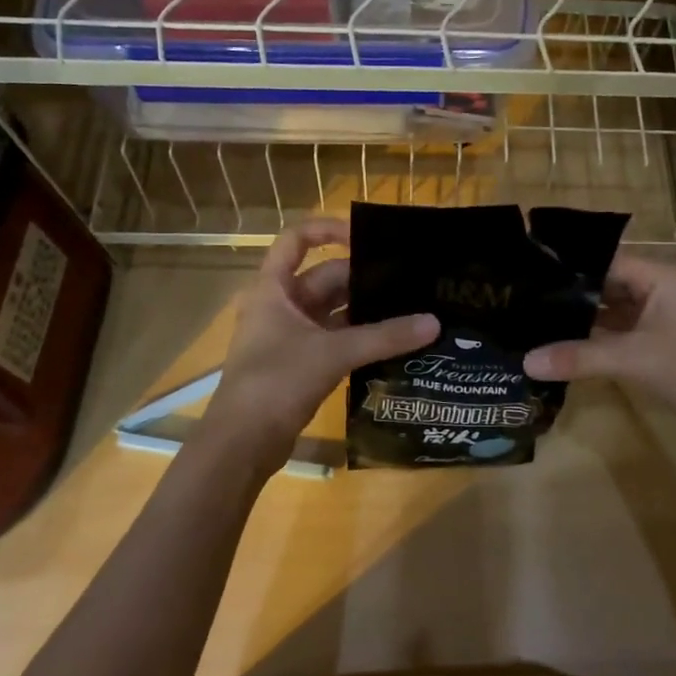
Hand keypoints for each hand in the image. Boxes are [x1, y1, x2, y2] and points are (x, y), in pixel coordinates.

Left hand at [205, 218, 436, 477]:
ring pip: (333, 312)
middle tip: (409, 281)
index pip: (297, 240)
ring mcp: (289, 337)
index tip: (367, 239)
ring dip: (365, 312)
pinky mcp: (300, 365)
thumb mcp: (332, 354)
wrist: (241, 445)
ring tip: (409, 308)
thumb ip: (384, 337)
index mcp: (274, 289)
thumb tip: (433, 322)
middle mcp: (280, 306)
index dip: (329, 230)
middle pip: (324, 278)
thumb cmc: (276, 383)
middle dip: (363, 278)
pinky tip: (393, 342)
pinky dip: (360, 339)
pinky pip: (335, 340)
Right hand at [523, 254, 675, 442]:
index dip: (567, 267)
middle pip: (606, 282)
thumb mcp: (634, 360)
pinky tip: (564, 343)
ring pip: (612, 308)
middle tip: (522, 298)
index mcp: (660, 275)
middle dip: (570, 293)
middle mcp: (660, 287)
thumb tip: (526, 361)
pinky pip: (621, 329)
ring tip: (534, 318)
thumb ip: (578, 357)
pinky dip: (596, 336)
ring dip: (582, 316)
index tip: (526, 274)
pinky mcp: (660, 339)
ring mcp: (662, 314)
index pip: (604, 260)